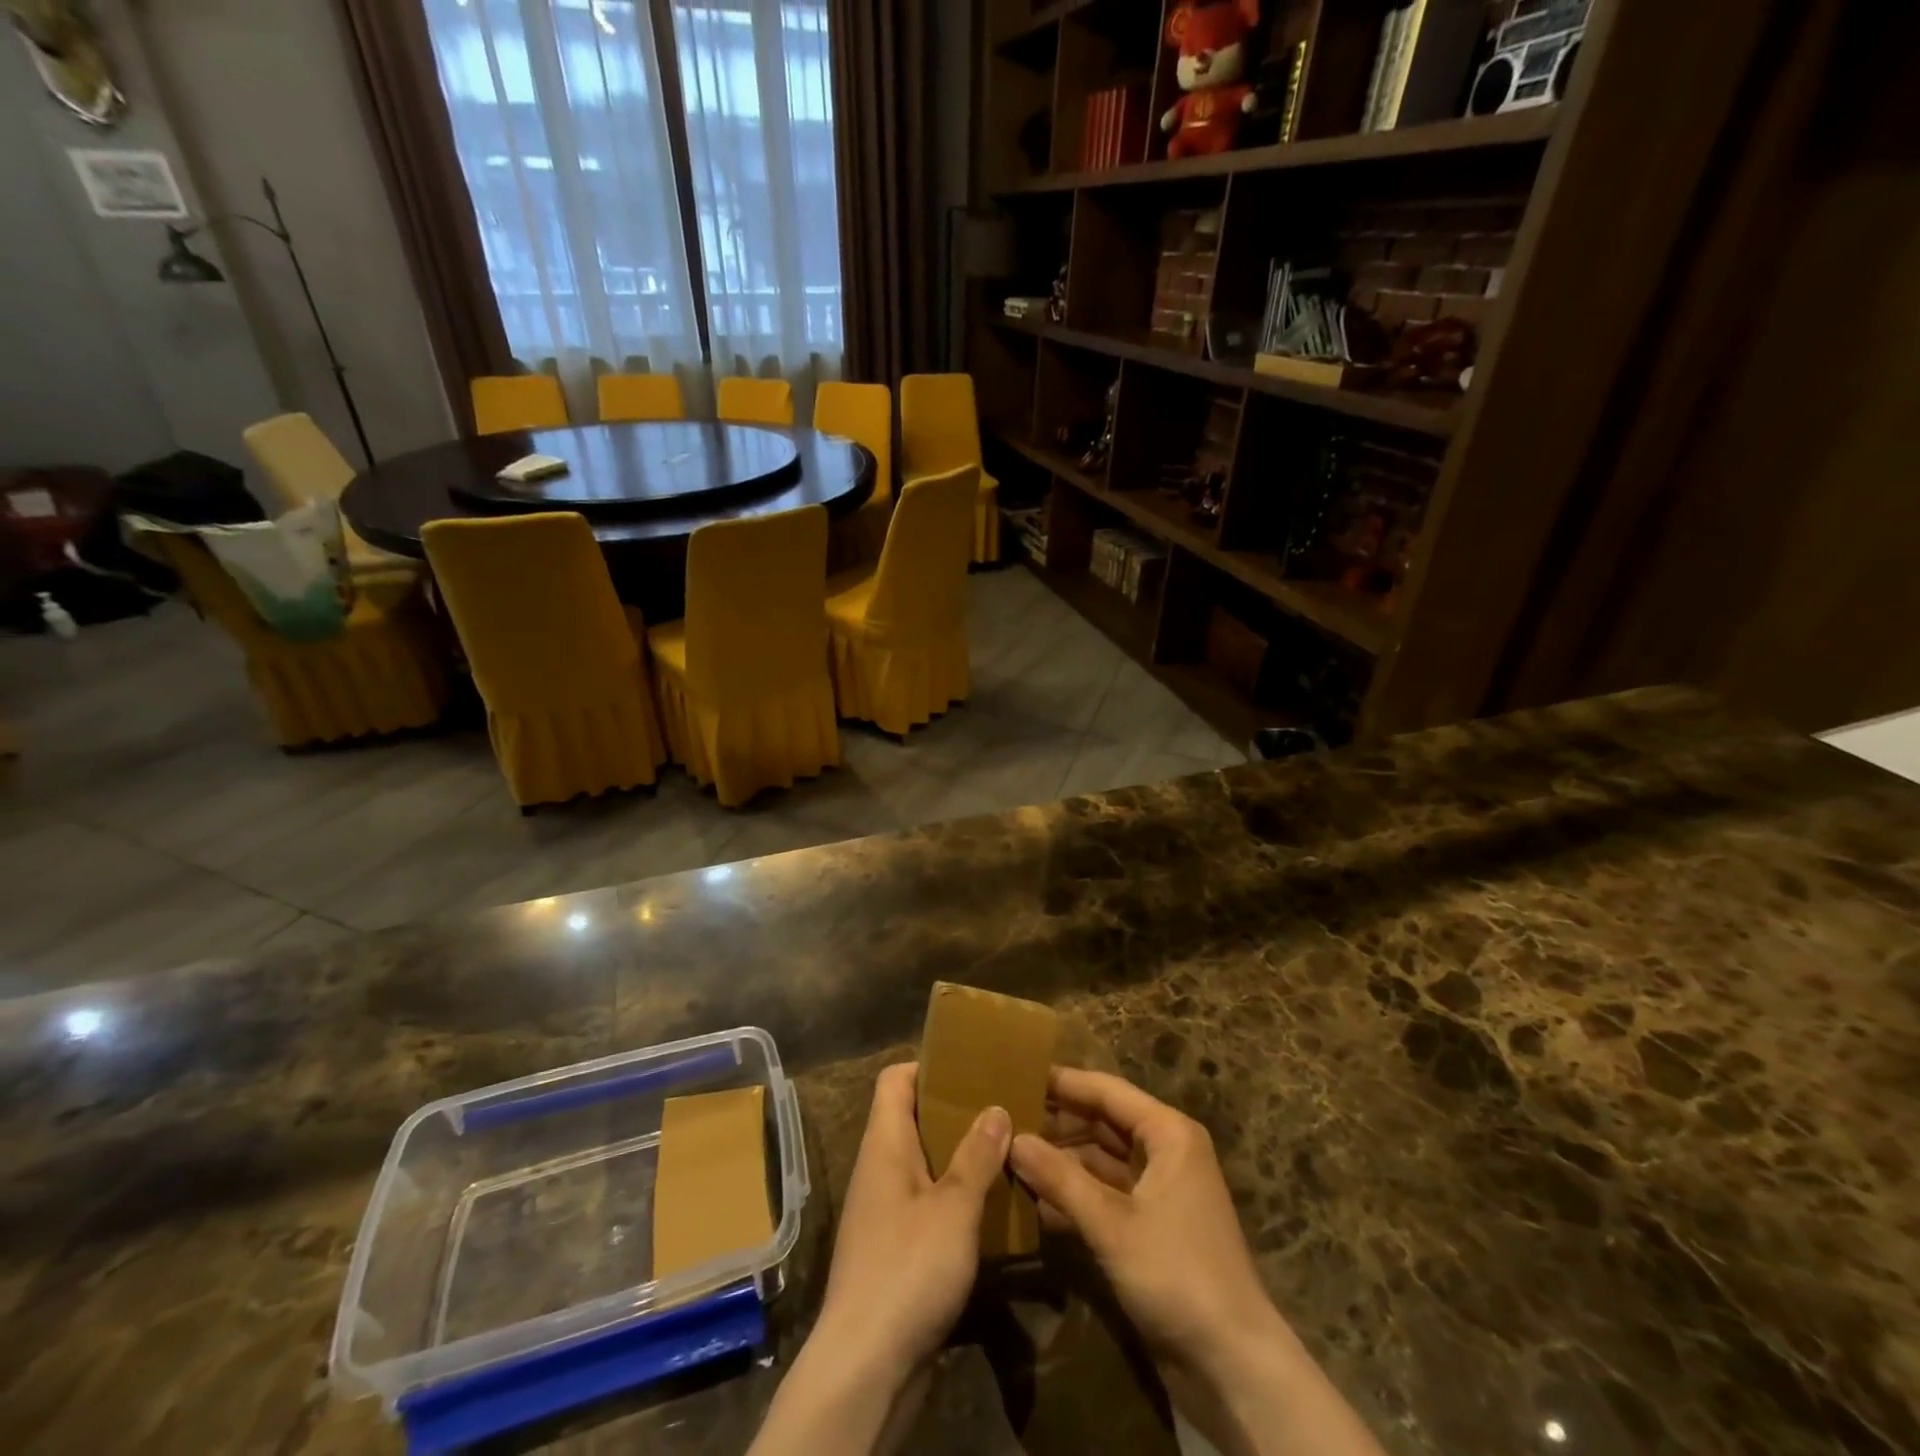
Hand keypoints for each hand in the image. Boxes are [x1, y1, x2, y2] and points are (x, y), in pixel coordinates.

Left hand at [815, 1061, 1012, 1376]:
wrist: (865, 1369)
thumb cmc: (907, 1270)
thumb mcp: (953, 1207)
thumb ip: (976, 1156)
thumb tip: (995, 1107)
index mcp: (884, 1145)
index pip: (895, 1080)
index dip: (929, 1067)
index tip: (972, 1069)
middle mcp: (880, 1169)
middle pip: (914, 1119)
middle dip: (957, 1112)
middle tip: (1004, 1109)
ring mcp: (885, 1211)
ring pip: (925, 1164)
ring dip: (962, 1158)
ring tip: (1008, 1153)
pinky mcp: (896, 1250)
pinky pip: (927, 1204)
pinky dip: (956, 1198)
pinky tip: (993, 1208)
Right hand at [1010, 1067, 1282, 1378]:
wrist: (1233, 1365)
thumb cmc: (1176, 1274)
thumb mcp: (1111, 1224)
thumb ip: (1060, 1178)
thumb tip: (1011, 1139)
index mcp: (1168, 1134)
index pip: (1107, 1090)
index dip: (1063, 1082)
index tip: (1017, 1074)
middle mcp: (1166, 1151)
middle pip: (1104, 1121)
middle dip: (1058, 1121)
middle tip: (1006, 1117)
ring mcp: (1160, 1189)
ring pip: (1102, 1158)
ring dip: (1063, 1158)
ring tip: (1012, 1152)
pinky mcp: (1152, 1224)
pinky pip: (1107, 1192)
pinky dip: (1076, 1192)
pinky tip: (1036, 1197)